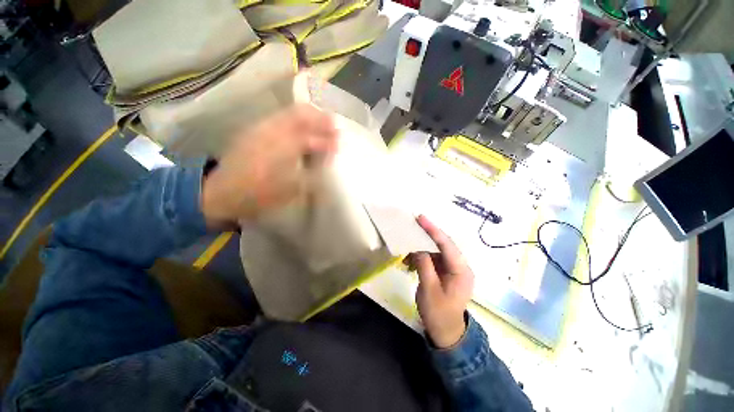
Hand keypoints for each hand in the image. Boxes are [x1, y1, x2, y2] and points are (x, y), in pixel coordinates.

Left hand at [201, 104, 336, 226]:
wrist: (220, 192)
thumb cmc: (259, 196)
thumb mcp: (290, 191)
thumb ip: (311, 175)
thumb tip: (325, 164)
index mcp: (283, 148)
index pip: (311, 136)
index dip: (327, 138)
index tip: (339, 141)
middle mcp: (272, 132)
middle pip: (300, 114)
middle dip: (320, 118)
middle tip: (333, 125)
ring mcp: (261, 128)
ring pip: (289, 113)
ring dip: (308, 116)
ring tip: (321, 123)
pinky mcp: (254, 130)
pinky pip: (279, 118)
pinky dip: (295, 119)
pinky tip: (301, 128)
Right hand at [410, 215, 474, 347]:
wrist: (446, 333)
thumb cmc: (439, 313)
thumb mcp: (429, 290)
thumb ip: (424, 265)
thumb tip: (418, 248)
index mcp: (461, 271)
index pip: (447, 245)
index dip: (433, 230)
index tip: (421, 218)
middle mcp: (460, 267)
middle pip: (442, 245)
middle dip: (426, 236)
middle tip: (412, 227)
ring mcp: (453, 270)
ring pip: (436, 251)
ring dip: (420, 250)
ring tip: (406, 252)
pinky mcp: (445, 273)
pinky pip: (432, 260)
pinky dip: (421, 259)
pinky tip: (409, 262)